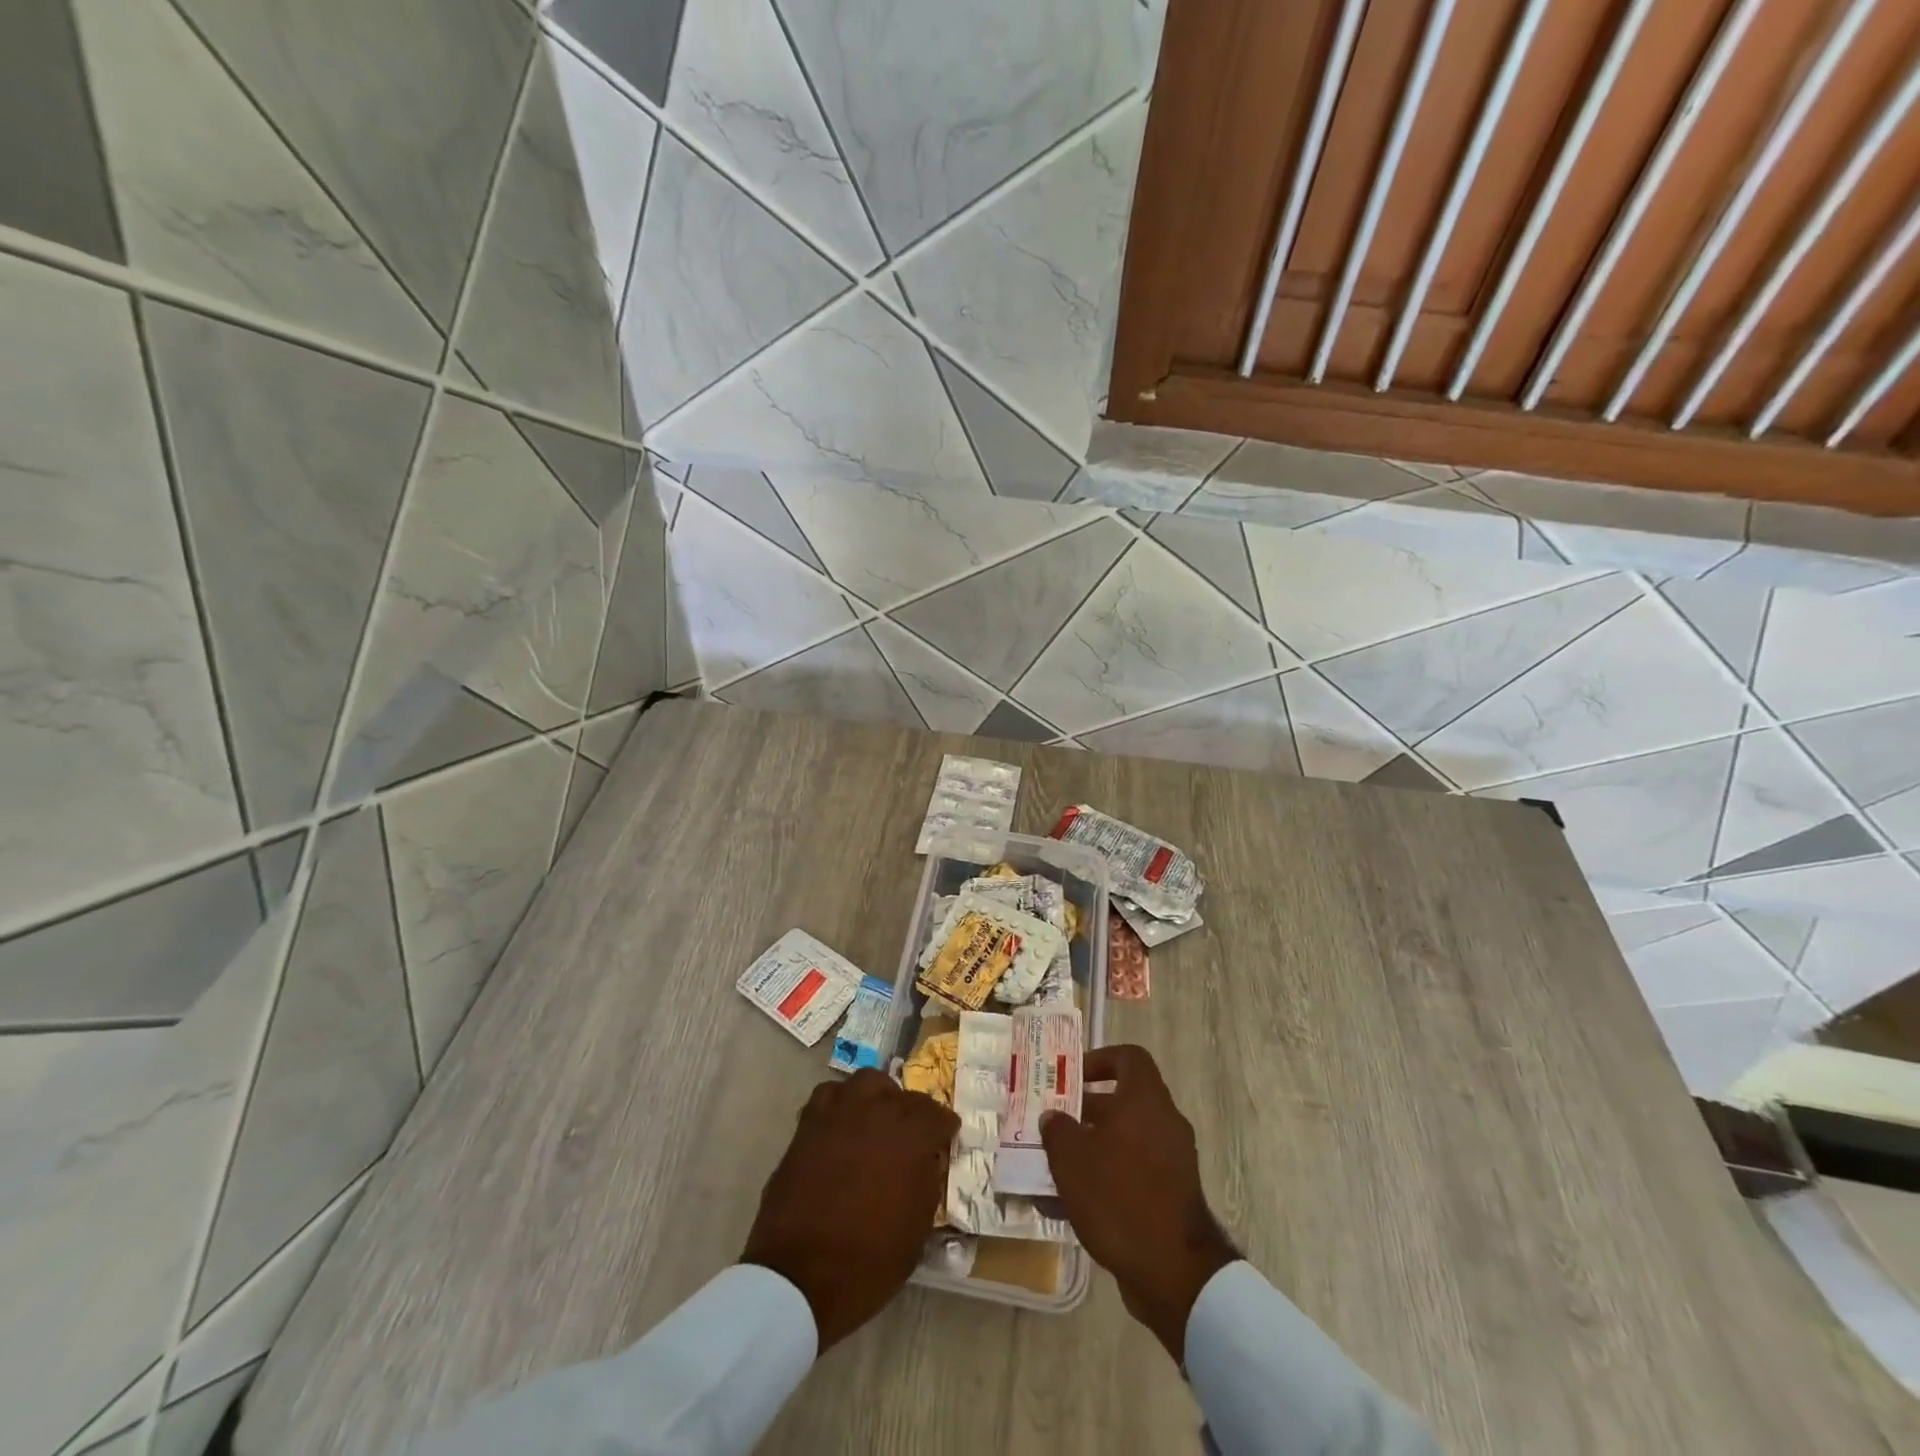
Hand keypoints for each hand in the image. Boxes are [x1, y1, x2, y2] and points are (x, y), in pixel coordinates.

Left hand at [742, 1069, 958, 1350]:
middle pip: (904, 1095)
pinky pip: (830, 1095)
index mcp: (911, 1136)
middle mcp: (878, 1111)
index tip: (945, 1141)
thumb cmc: (868, 1262)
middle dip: (913, 1113)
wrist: (798, 1276)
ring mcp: (840, 1112)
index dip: (944, 1129)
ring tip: (876, 1122)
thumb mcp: (917, 1231)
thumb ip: (928, 1183)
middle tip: (910, 1137)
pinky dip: (841, 1105)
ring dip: (877, 1097)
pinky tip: (842, 1127)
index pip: (938, 1115)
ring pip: (866, 1082)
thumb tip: (929, 1160)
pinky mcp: (809, 1123)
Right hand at [1040, 1044, 1237, 1362]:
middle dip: (1085, 1111)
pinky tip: (1070, 1204)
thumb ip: (1057, 1129)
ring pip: (1125, 1140)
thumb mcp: (1072, 1157)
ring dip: (1091, 1148)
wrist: (1173, 1270)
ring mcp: (1172, 1162)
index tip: (1073, 1078)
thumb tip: (1054, 1117)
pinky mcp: (1172, 1197)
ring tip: (1054, 1166)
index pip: (1129, 1057)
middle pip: (1123, 1102)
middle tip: (1054, 1123)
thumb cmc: (1119, 1195)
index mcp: (1145, 1100)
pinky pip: (1133, 1173)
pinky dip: (1106, 1179)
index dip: (1100, 1059)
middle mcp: (1164, 1123)